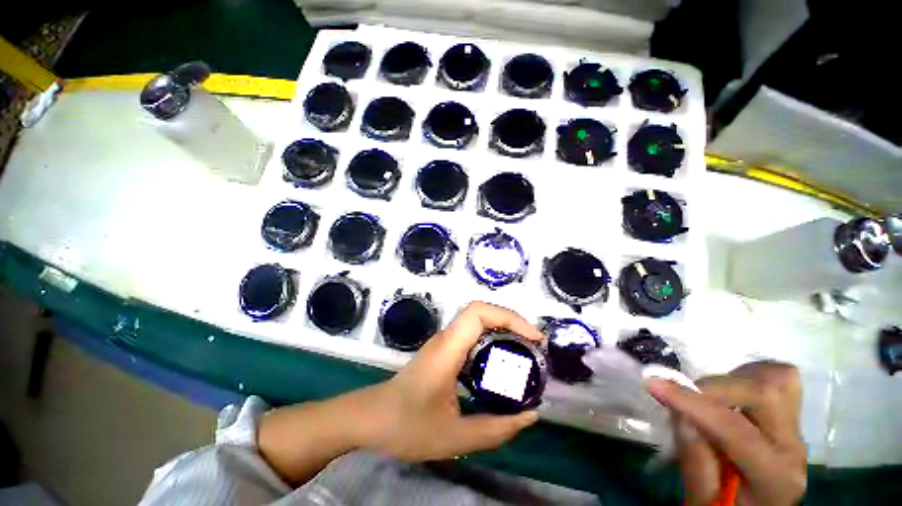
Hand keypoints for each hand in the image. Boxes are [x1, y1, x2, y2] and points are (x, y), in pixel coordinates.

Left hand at [362, 301, 543, 460]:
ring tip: (524, 352)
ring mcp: (443, 342)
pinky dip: (492, 340)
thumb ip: (496, 428)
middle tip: (534, 346)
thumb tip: (532, 415)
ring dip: (502, 329)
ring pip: (477, 321)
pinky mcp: (443, 350)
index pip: (478, 312)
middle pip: (481, 312)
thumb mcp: (455, 436)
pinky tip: (501, 362)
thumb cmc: (407, 426)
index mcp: (448, 349)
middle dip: (511, 322)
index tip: (533, 337)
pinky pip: (472, 335)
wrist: (371, 419)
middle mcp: (446, 338)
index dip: (509, 317)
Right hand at [647, 362, 806, 505]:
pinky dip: (746, 376)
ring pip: (777, 377)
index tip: (651, 382)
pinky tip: (727, 395)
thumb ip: (693, 458)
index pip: (735, 431)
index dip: (692, 403)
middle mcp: (793, 447)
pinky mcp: (788, 413)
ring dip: (734, 378)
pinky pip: (774, 377)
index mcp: (775, 478)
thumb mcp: (701, 499)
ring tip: (708, 396)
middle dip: (714, 387)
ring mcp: (795, 427)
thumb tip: (680, 411)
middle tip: (683, 394)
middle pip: (767, 393)